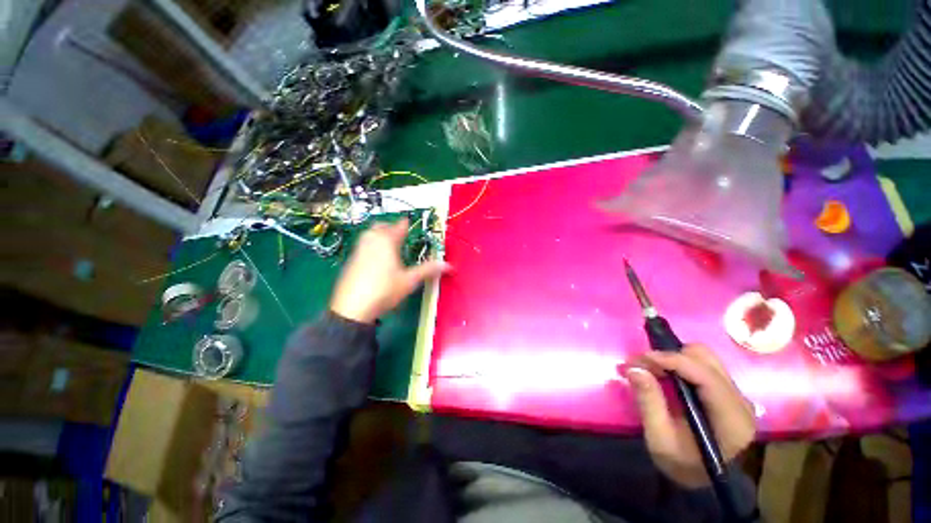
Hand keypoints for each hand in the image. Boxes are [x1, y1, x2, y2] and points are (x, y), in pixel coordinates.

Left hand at [330, 219, 447, 323]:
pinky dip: (371, 245)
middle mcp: (372, 240)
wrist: (352, 308)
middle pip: (381, 226)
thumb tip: (449, 265)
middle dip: (391, 228)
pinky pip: (363, 245)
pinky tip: (376, 259)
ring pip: (370, 234)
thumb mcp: (410, 280)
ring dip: (380, 235)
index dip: (407, 224)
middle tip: (401, 235)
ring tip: (390, 246)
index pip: (400, 226)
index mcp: (387, 240)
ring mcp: (359, 249)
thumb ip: (428, 270)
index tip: (411, 224)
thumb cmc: (385, 290)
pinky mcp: (351, 259)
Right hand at [625, 345, 754, 487]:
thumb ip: (649, 403)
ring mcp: (737, 395)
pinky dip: (680, 363)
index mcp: (730, 420)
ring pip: (705, 357)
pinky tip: (665, 374)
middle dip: (670, 357)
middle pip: (706, 360)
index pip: (705, 376)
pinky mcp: (728, 392)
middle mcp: (740, 402)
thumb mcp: (659, 439)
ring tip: (652, 369)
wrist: (700, 479)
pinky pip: (704, 365)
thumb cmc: (680, 464)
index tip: (641, 358)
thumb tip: (633, 368)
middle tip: (643, 366)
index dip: (672, 360)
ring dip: (674, 358)